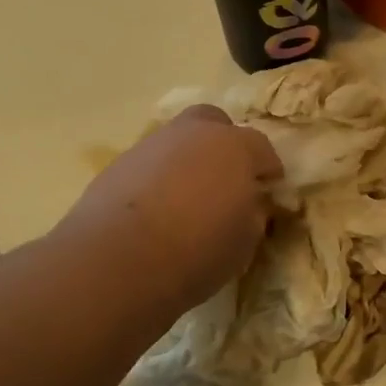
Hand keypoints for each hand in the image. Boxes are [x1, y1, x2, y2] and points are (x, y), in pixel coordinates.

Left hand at [59, 105, 283, 316]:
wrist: (117, 262)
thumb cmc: (198, 250)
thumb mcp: (246, 241)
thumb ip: (254, 213)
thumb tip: (250, 204)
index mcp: (235, 147)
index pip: (263, 149)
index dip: (268, 171)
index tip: (268, 192)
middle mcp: (193, 134)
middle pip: (215, 123)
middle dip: (225, 144)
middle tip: (227, 179)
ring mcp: (151, 145)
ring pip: (178, 141)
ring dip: (187, 161)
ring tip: (187, 200)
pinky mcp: (117, 165)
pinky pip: (150, 165)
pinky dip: (158, 179)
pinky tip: (156, 210)